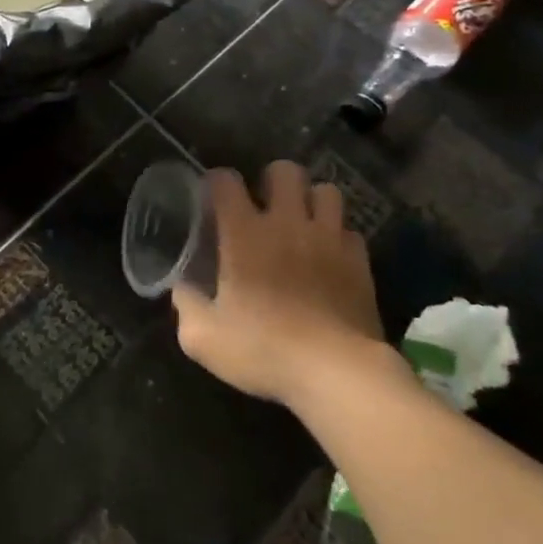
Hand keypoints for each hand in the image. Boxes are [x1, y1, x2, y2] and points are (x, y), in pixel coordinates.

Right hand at [173, 161, 394, 409]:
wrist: (337, 373)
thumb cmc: (263, 349)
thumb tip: (182, 289)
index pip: (225, 181)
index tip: (211, 199)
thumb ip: (186, 305)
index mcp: (244, 233)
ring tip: (301, 223)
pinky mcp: (360, 262)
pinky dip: (337, 238)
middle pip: (284, 171)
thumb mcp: (203, 337)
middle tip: (263, 206)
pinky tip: (328, 257)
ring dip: (311, 202)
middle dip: (271, 180)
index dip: (215, 182)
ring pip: (326, 191)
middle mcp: (287, 224)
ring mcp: (328, 239)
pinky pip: (350, 231)